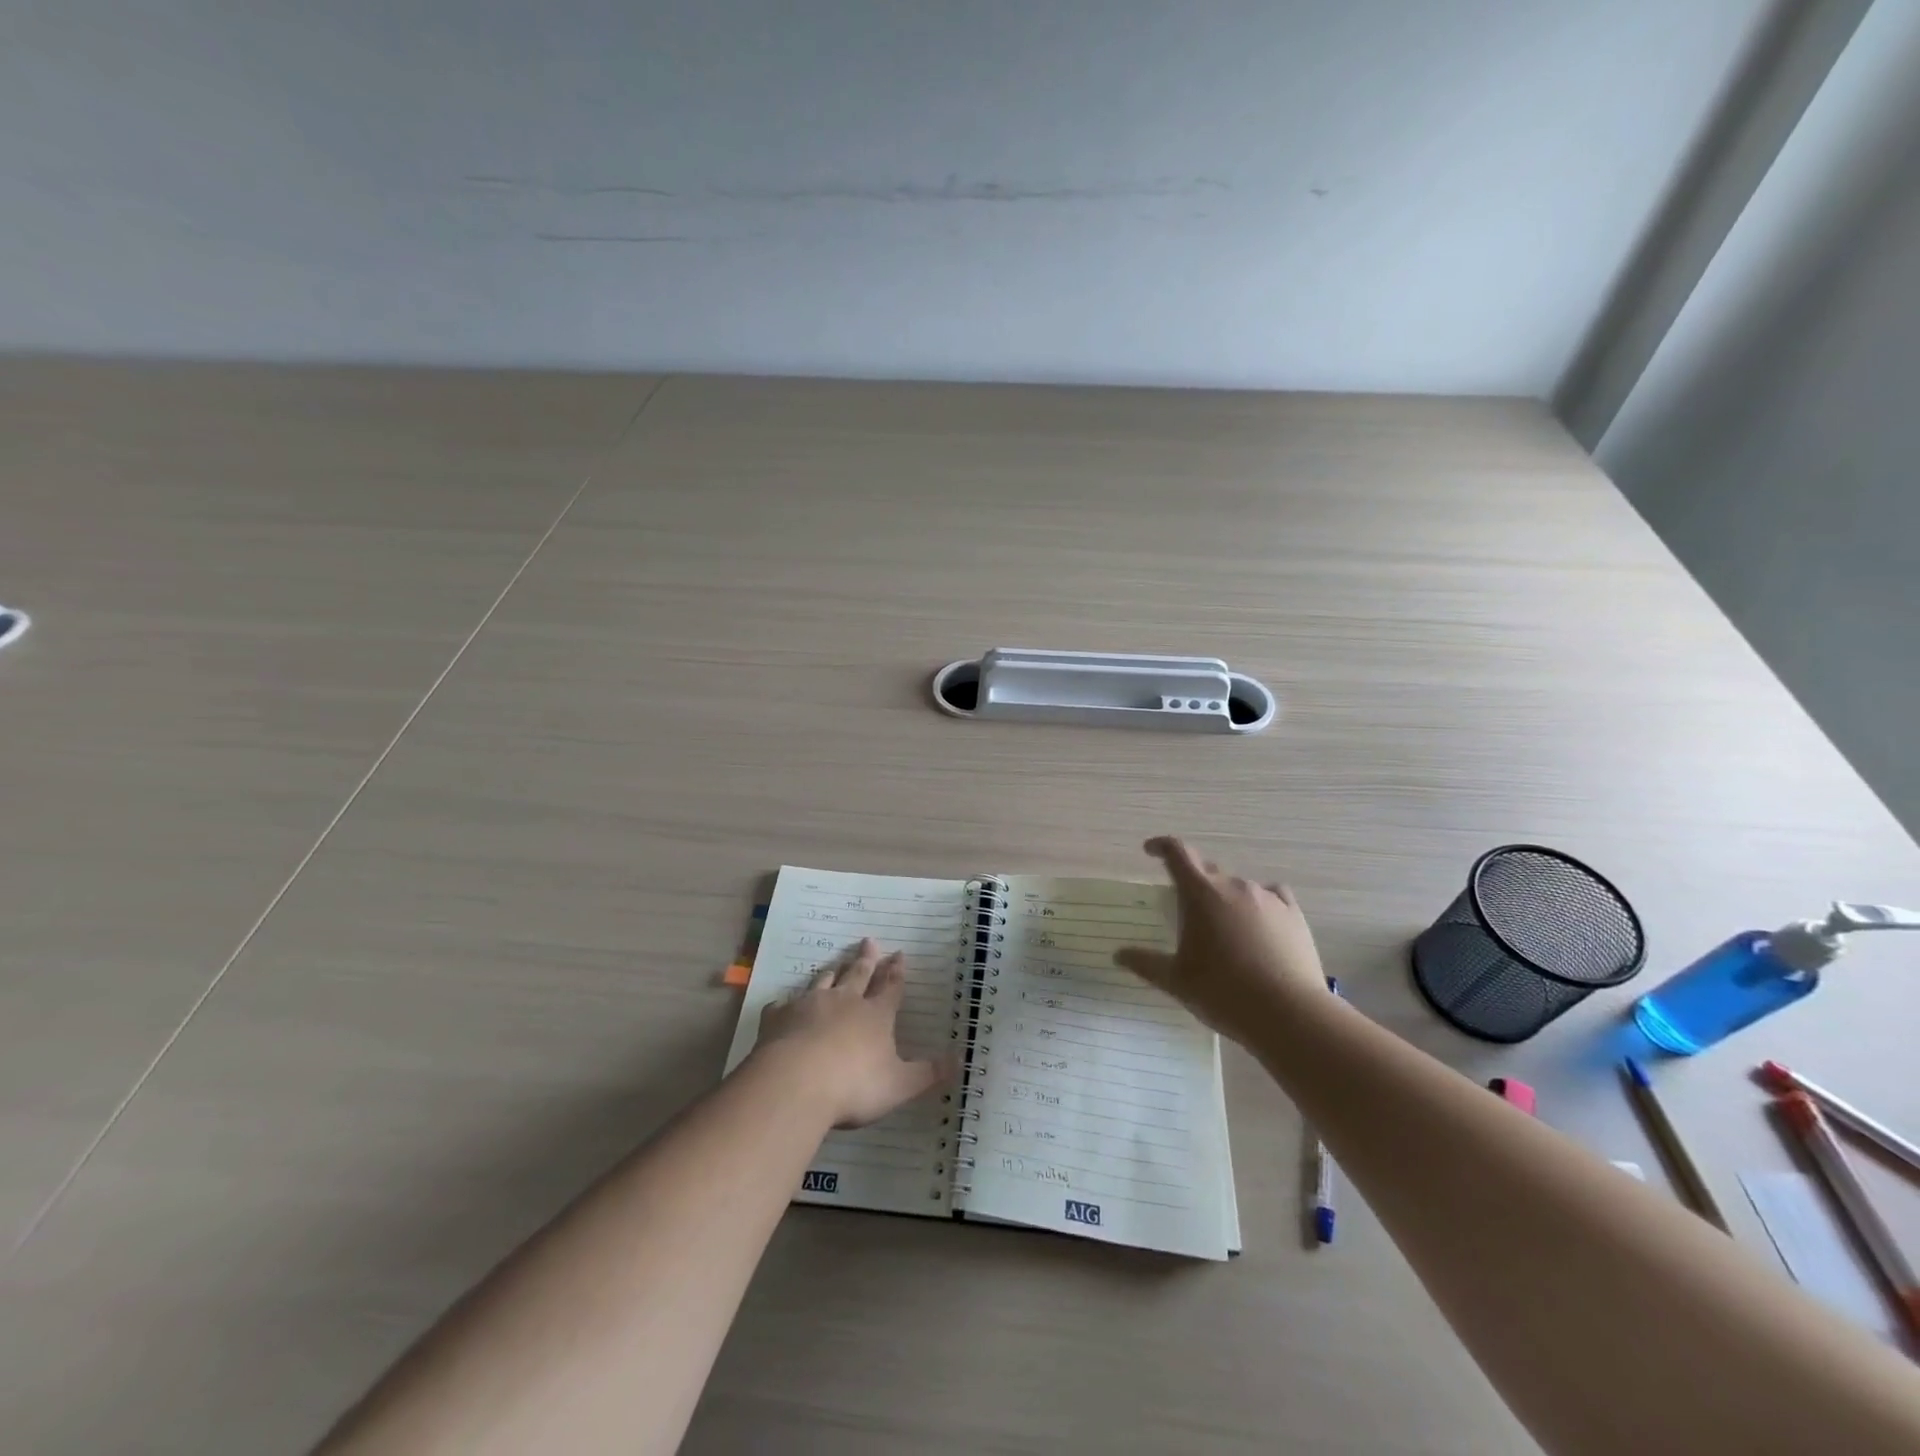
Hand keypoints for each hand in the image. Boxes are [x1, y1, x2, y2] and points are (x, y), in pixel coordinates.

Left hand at [753, 938, 950, 1127]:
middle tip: (869, 940)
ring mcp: (810, 1006)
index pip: (890, 987)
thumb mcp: (900, 1085)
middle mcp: (845, 1002)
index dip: (896, 971)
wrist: (795, 1084)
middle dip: (866, 959)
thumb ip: (928, 1074)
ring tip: (835, 964)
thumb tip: (960, 1060)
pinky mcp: (779, 1018)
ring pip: (823, 982)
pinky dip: (787, 1003)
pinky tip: (784, 1005)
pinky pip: (784, 1005)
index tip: (899, 953)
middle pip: (858, 974)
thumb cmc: (854, 1086)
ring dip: (832, 972)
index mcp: (875, 1015)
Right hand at [1114, 836, 1326, 1043]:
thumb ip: (1146, 963)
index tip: (1151, 851)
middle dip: (1194, 884)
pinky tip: (1260, 927)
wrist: (1288, 1014)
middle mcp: (1233, 886)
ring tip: (1225, 932)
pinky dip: (1259, 905)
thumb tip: (1119, 955)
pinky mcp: (1294, 914)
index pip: (1177, 852)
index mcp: (1200, 893)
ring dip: (1226, 899)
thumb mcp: (1176, 981)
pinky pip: (1272, 896)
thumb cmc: (1222, 992)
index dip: (1162, 847)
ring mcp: (1267, 898)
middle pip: (1208, 871)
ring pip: (1239, 887)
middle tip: (1188, 913)